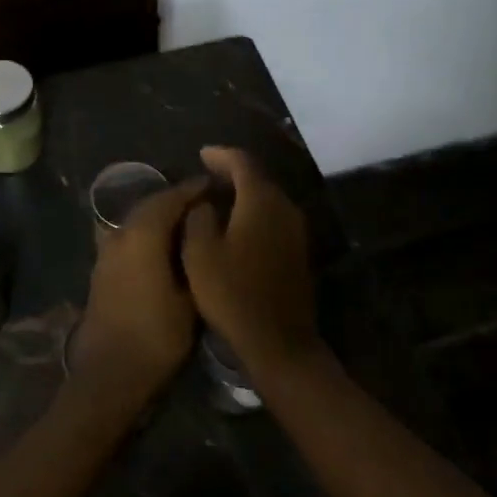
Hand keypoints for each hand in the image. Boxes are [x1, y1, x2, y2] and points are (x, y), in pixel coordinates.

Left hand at [73, 180, 208, 411]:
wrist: (110, 374)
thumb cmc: (157, 336)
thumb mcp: (191, 297)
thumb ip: (195, 255)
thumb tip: (201, 231)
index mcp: (142, 234)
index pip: (171, 198)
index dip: (194, 190)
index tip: (216, 186)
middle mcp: (120, 234)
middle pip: (150, 205)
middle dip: (177, 200)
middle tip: (206, 204)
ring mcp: (106, 252)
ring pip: (137, 221)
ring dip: (160, 217)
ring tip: (189, 225)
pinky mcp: (101, 269)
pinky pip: (128, 237)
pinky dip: (147, 234)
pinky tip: (165, 248)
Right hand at [181, 147, 319, 382]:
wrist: (279, 342)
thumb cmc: (233, 294)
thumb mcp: (200, 254)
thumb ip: (198, 218)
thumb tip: (205, 202)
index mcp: (261, 201)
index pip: (242, 163)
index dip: (221, 155)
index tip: (201, 154)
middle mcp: (285, 208)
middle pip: (259, 178)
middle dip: (233, 172)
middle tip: (207, 174)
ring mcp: (296, 231)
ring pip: (268, 199)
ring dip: (244, 194)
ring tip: (217, 198)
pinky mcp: (298, 252)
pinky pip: (273, 219)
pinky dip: (254, 213)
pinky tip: (236, 226)